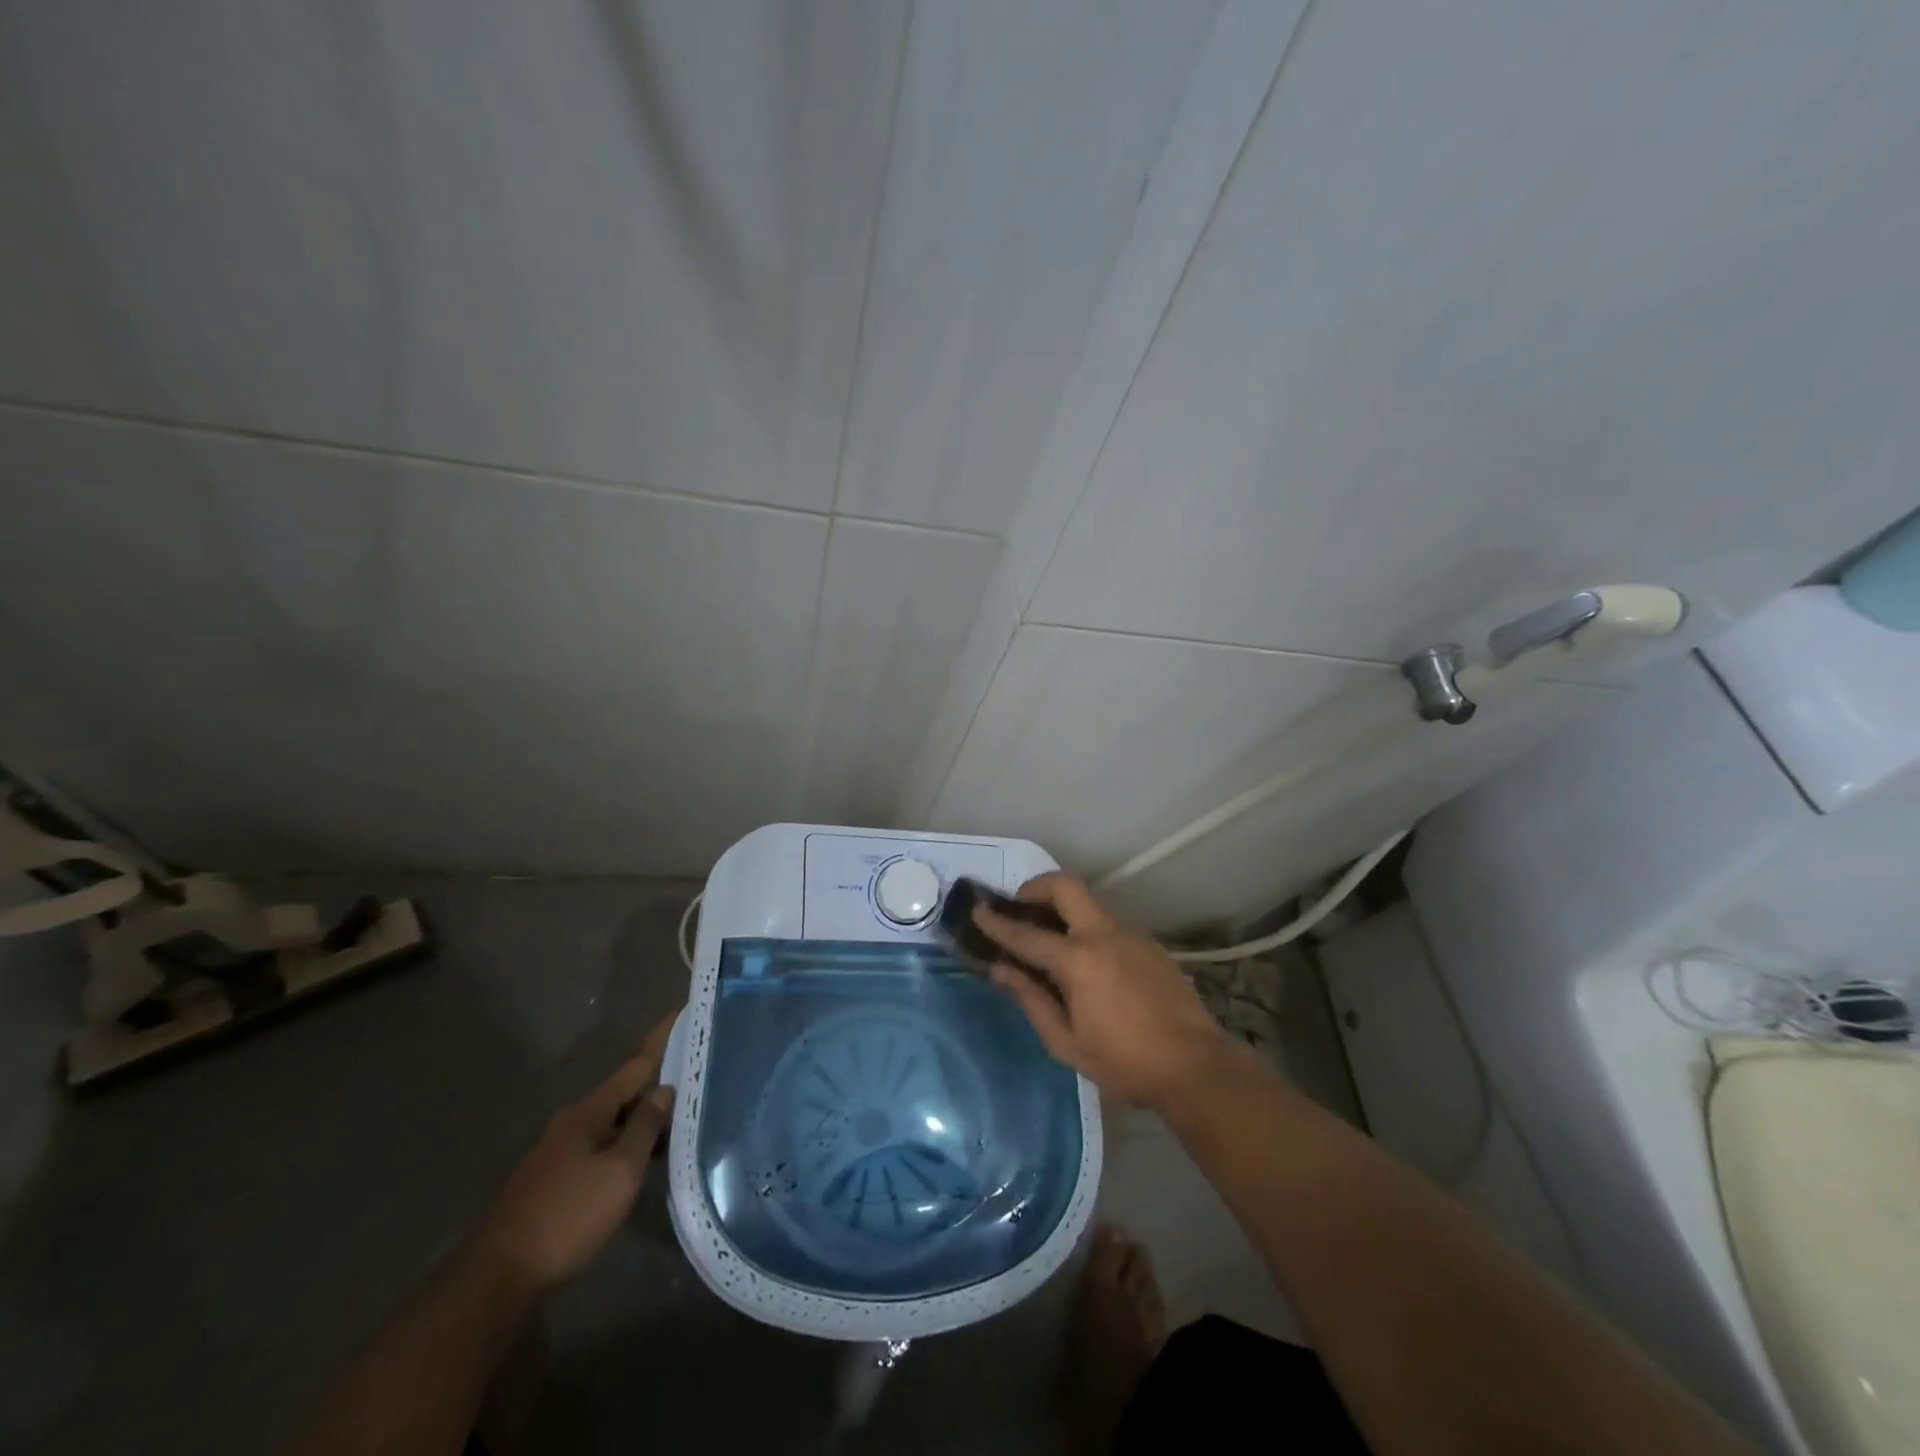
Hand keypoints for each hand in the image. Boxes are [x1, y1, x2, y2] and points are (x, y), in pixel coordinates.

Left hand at [474, 1009, 679, 1291]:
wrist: (499, 1276)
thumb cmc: (569, 1214)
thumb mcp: (620, 1170)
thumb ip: (645, 1126)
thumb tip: (665, 1089)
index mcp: (590, 1110)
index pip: (637, 1063)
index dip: (662, 1039)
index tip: (682, 1011)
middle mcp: (572, 1121)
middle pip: (625, 1093)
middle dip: (657, 1086)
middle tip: (697, 1080)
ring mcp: (559, 1150)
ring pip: (612, 1123)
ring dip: (642, 1120)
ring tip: (679, 1122)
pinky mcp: (553, 1178)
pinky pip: (600, 1146)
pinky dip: (626, 1144)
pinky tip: (642, 1161)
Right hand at [974, 873, 1228, 1110]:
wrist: (1194, 1066)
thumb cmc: (1124, 1062)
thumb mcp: (1066, 1042)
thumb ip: (1030, 1000)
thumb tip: (1000, 970)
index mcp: (1078, 960)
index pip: (1027, 934)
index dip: (997, 923)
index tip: (977, 910)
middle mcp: (1104, 935)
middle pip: (1065, 885)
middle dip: (1036, 887)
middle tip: (1020, 908)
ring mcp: (1131, 935)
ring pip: (1090, 901)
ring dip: (1064, 907)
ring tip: (1050, 937)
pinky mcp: (1149, 944)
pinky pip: (1109, 923)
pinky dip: (1087, 927)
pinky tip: (1087, 961)